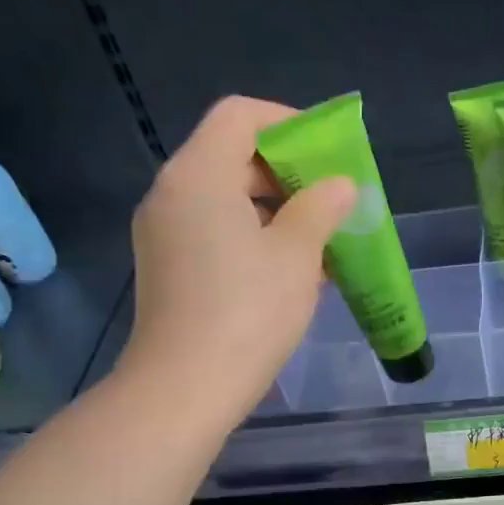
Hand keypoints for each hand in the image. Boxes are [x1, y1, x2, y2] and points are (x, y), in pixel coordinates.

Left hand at [120, 97, 354, 425]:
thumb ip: (322, 208)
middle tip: (331, 200)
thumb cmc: (246, 313)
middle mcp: (172, 193)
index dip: (288, 123)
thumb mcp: (297, 255)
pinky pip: (213, 232)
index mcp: (199, 175)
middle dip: (287, 173)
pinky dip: (252, 237)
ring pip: (224, 198)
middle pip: (231, 155)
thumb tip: (340, 186)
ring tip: (320, 240)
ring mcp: (164, 233)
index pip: (240, 115)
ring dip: (274, 210)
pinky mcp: (167, 268)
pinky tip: (290, 271)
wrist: (183, 390)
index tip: (326, 155)